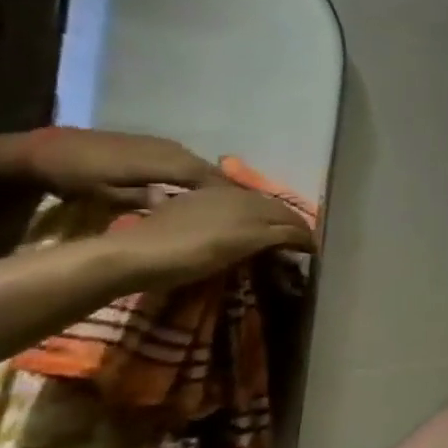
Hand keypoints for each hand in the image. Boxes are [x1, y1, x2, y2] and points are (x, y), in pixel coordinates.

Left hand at [22, 128, 225, 206]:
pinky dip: (195, 174)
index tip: (244, 210)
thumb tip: (176, 204)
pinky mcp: (153, 144)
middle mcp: (171, 150)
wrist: (44, 150)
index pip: (208, 178)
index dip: (228, 193)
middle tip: (239, 208)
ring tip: (221, 200)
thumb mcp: (106, 195)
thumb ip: (145, 199)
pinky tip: (194, 187)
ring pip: (198, 164)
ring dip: (211, 180)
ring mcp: (162, 144)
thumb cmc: (75, 177)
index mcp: (164, 162)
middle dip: (225, 188)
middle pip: (208, 170)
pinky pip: (185, 160)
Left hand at [106, 186, 315, 289]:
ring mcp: (210, 197)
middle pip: (273, 208)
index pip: (289, 216)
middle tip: (299, 244)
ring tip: (273, 238)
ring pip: (252, 206)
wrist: (133, 255)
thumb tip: (306, 238)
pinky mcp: (190, 205)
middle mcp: (235, 193)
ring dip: (268, 221)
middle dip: (289, 224)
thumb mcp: (242, 246)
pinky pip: (230, 207)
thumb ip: (278, 237)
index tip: (314, 250)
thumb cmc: (192, 254)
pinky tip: (238, 229)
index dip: (304, 233)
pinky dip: (244, 220)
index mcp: (250, 201)